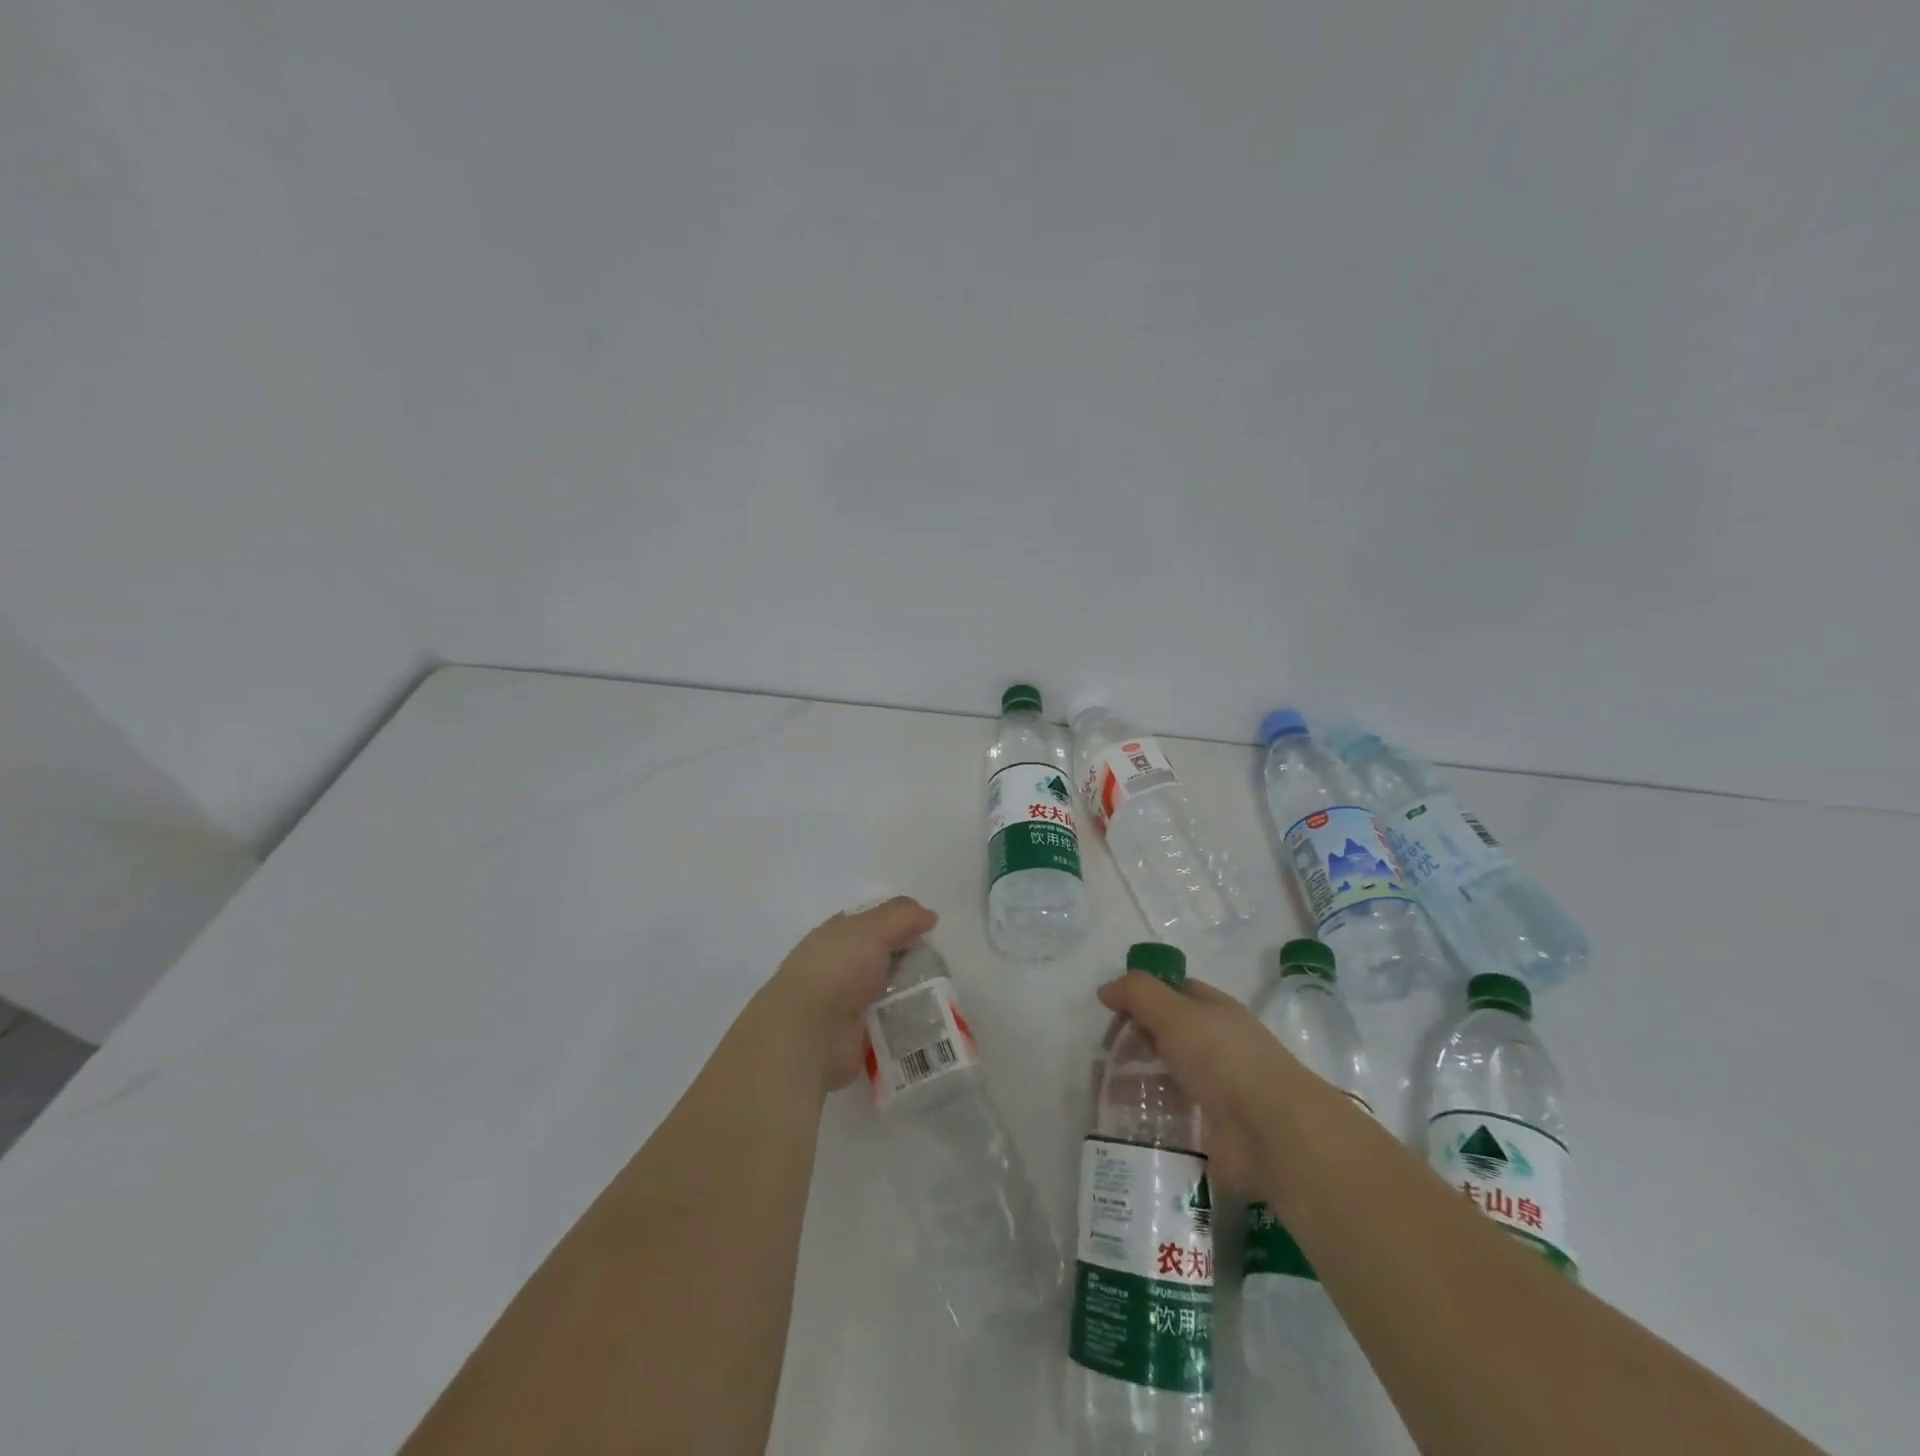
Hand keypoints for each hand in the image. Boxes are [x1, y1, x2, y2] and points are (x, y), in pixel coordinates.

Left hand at [764, 897, 938, 1093]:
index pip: (871, 923)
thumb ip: (903, 916)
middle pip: (883, 958)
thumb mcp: (873, 929)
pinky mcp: (856, 1036)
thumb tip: (929, 916)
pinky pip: (889, 1025)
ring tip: (942, 995)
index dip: (898, 922)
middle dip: (910, 960)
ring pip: (888, 992)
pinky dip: (907, 1024)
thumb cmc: (838, 968)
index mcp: (836, 936)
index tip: (927, 929)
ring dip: (912, 994)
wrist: (809, 1031)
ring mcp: (846, 1003)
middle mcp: (840, 966)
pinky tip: (930, 1021)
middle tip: (941, 965)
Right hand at [1096, 972, 1307, 1196]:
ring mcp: (1218, 1090)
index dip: (1143, 996)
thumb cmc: (1223, 1059)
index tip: (1110, 1010)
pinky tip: (1125, 1122)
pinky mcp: (1214, 1131)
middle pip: (1169, 1035)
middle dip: (1136, 1041)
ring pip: (1169, 1078)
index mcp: (1215, 1011)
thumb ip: (1138, 994)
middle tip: (1103, 1055)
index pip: (1175, 992)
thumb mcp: (1175, 1013)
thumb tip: (1106, 990)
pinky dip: (1151, 1118)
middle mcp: (1218, 1046)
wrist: (1272, 1132)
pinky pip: (1174, 1118)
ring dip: (1139, 1083)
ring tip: (1105, 1093)